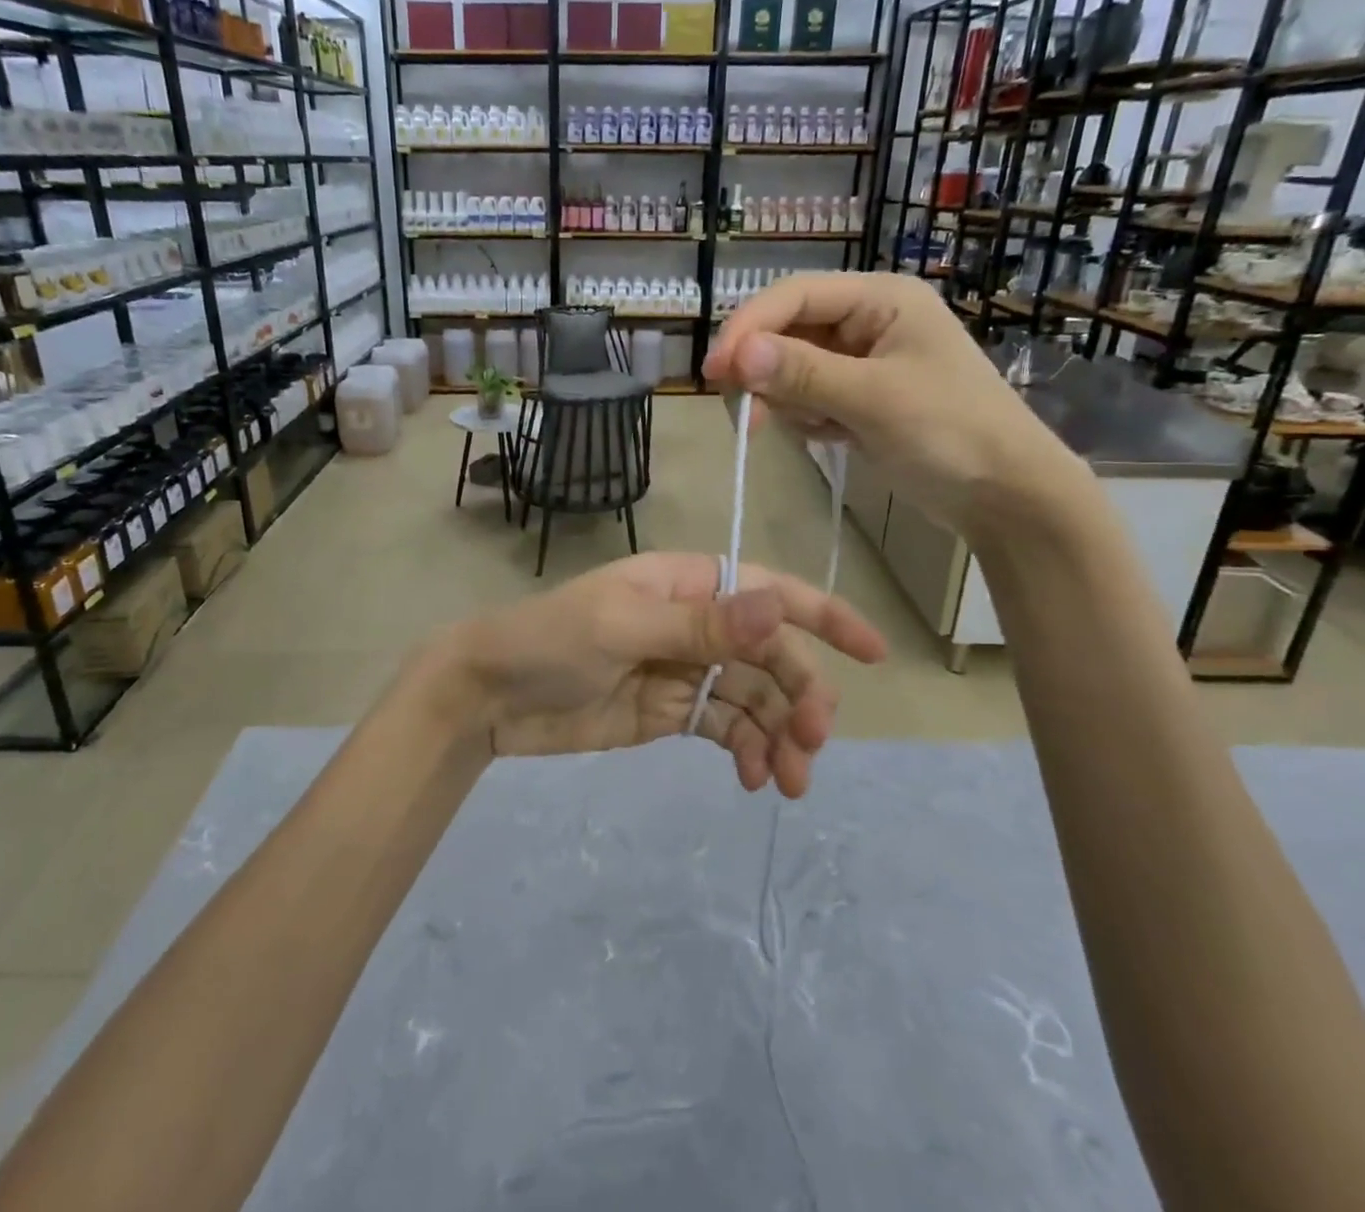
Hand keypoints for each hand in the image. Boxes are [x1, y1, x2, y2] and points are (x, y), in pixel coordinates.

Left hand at [426, 553, 885, 796]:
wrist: (490, 696)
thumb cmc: (550, 642)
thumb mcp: (621, 627)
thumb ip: (701, 625)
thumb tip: (780, 608)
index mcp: (685, 584)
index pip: (767, 592)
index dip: (823, 617)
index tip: (874, 653)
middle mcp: (694, 622)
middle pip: (769, 655)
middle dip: (798, 696)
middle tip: (810, 747)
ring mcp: (683, 670)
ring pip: (753, 697)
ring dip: (778, 735)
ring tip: (787, 781)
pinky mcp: (669, 712)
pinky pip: (725, 728)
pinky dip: (746, 750)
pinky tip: (752, 779)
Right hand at [702, 273, 1090, 540]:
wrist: (1003, 495)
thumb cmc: (952, 433)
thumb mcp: (875, 399)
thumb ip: (804, 373)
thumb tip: (736, 354)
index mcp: (880, 299)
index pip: (794, 296)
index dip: (748, 328)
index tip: (715, 372)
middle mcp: (866, 320)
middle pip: (785, 332)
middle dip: (765, 373)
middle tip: (749, 417)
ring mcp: (859, 360)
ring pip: (787, 369)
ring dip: (788, 402)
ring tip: (823, 430)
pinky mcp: (855, 396)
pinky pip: (804, 397)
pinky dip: (805, 418)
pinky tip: (833, 438)